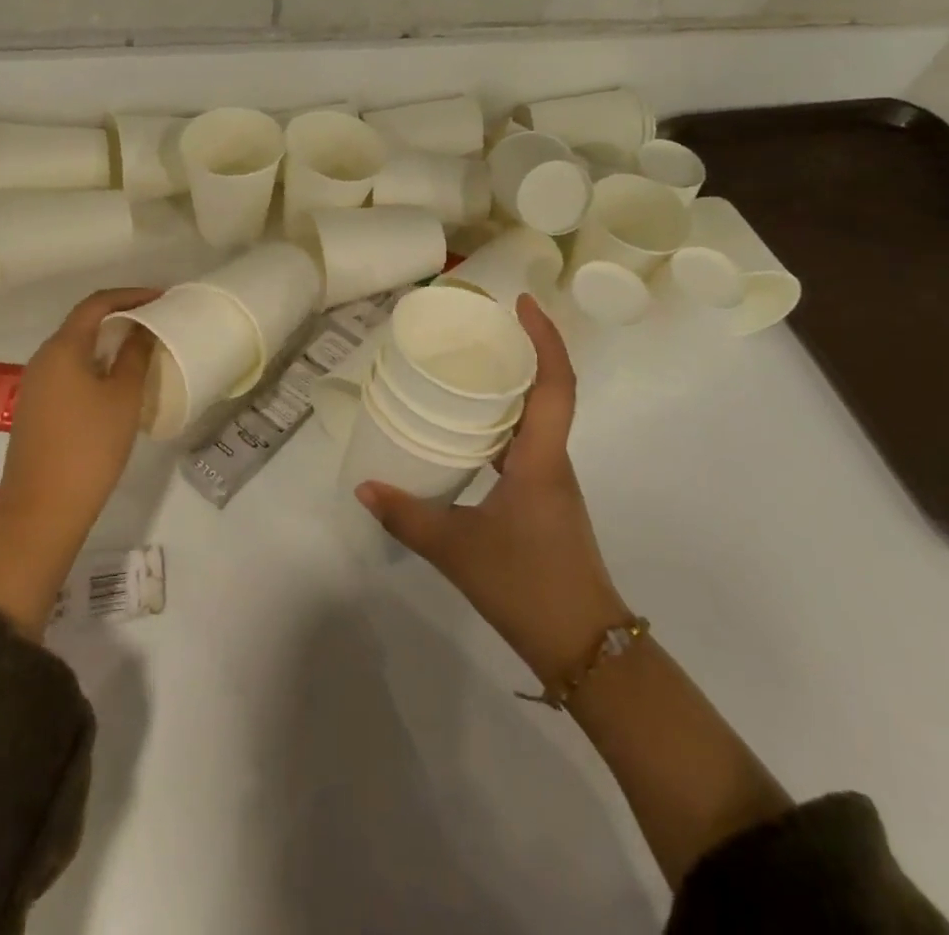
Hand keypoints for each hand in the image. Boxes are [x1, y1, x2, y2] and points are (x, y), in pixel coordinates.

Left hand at [0, 286, 159, 635]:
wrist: (42, 511)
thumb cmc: (89, 447)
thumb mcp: (123, 397)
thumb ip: (135, 355)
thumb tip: (144, 327)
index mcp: (62, 348)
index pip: (97, 304)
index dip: (131, 295)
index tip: (162, 298)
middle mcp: (43, 359)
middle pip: (83, 323)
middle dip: (121, 315)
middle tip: (158, 320)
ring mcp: (36, 385)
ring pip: (77, 348)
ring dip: (109, 341)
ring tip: (144, 346)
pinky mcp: (37, 408)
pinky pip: (70, 370)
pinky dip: (97, 363)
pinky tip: (119, 380)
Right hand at [356, 294, 630, 684]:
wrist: (584, 645)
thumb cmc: (526, 585)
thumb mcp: (456, 549)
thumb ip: (407, 516)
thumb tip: (365, 488)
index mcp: (540, 458)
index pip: (555, 383)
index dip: (545, 337)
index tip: (522, 303)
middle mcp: (553, 459)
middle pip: (550, 389)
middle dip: (524, 350)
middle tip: (481, 328)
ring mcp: (552, 480)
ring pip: (540, 417)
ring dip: (515, 386)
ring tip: (470, 369)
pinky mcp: (546, 499)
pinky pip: (528, 442)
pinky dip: (505, 423)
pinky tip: (471, 432)